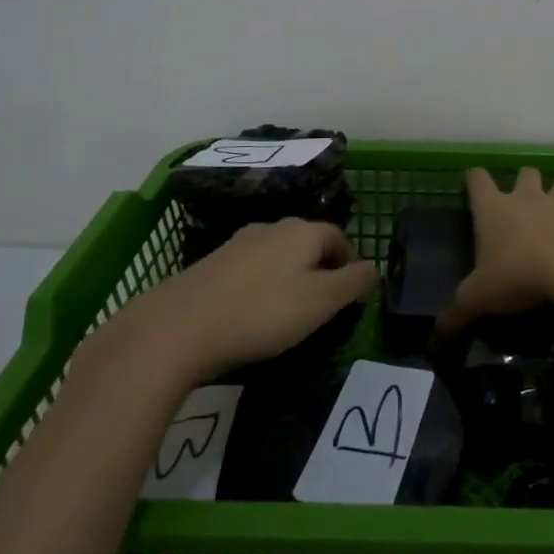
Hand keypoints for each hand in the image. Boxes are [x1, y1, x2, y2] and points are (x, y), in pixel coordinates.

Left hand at [107, 219, 378, 378]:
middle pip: (306, 241)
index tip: (351, 291)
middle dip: (320, 266)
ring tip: (289, 310)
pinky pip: (250, 269)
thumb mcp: (320, 302)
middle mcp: (271, 228)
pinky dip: (261, 285)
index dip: (349, 261)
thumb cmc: (262, 312)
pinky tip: (253, 312)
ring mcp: (237, 243)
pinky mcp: (211, 264)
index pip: (337, 236)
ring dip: (289, 275)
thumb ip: (352, 283)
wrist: (179, 326)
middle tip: (324, 303)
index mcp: (302, 231)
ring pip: (277, 254)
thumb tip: (374, 269)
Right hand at [432, 167, 553, 342]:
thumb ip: (455, 315)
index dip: (475, 180)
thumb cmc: (517, 276)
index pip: (478, 179)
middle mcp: (527, 197)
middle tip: (524, 207)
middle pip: (525, 173)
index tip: (474, 185)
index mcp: (494, 209)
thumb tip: (433, 340)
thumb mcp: (478, 300)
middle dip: (525, 184)